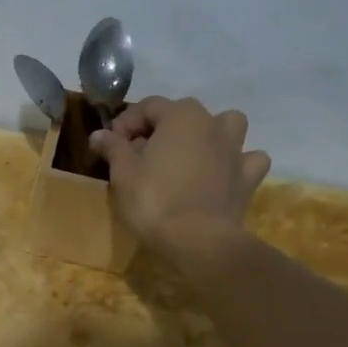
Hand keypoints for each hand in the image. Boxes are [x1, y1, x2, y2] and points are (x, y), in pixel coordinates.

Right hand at [89, 97, 270, 262]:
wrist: (197, 240)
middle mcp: (212, 125)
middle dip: (161, 128)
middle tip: (140, 153)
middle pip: (184, 113)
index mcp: (181, 116)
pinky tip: (221, 174)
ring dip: (209, 134)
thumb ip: (113, 147)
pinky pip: (247, 159)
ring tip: (189, 154)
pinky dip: (235, 162)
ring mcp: (235, 150)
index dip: (126, 122)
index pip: (149, 106)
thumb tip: (100, 134)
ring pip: (227, 126)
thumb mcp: (123, 172)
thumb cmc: (154, 200)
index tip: (110, 144)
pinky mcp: (248, 178)